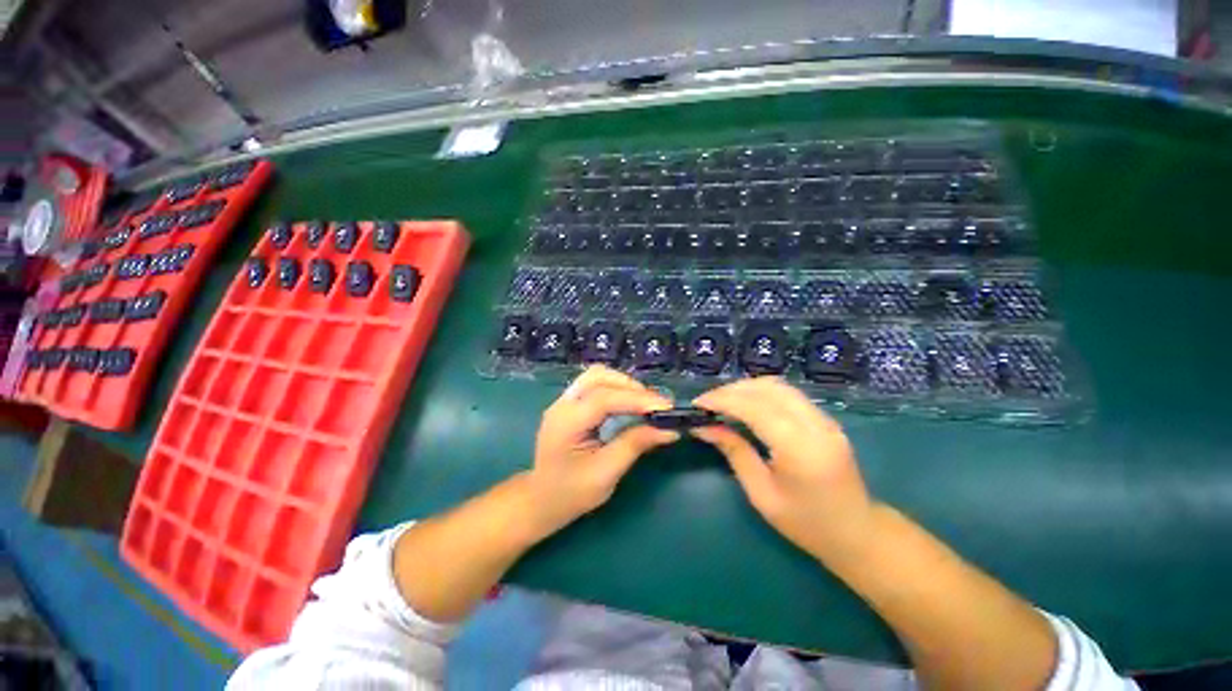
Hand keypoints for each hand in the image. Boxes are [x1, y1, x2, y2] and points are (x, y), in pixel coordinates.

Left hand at [525, 366, 678, 534]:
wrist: (541, 500)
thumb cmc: (571, 493)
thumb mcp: (606, 474)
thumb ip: (635, 445)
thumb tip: (669, 429)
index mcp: (566, 422)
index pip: (604, 398)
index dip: (637, 399)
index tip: (666, 407)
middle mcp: (562, 404)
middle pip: (599, 377)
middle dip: (631, 388)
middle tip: (656, 406)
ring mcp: (564, 401)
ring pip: (598, 376)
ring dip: (624, 385)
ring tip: (645, 403)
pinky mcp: (570, 403)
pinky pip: (596, 384)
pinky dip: (616, 389)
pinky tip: (630, 403)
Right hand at [692, 377, 877, 564]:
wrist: (858, 533)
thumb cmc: (806, 524)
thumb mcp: (762, 495)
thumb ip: (735, 453)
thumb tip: (704, 427)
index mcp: (800, 449)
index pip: (755, 408)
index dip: (723, 400)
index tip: (698, 404)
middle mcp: (816, 426)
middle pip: (767, 389)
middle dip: (731, 390)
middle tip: (707, 403)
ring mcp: (825, 419)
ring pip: (778, 386)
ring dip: (745, 388)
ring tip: (722, 401)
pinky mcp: (826, 419)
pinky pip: (788, 394)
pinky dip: (761, 392)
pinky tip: (746, 404)